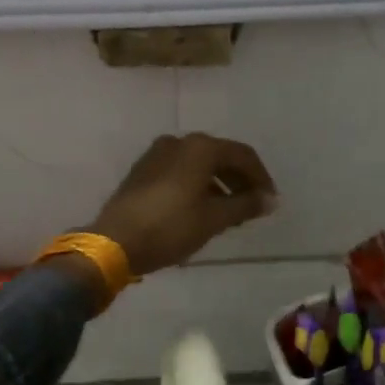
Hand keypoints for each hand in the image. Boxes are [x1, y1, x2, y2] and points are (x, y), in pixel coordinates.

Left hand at [87, 134, 277, 275]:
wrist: (114, 242)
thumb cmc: (170, 227)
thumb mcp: (214, 219)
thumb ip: (245, 205)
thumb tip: (270, 199)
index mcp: (200, 147)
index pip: (242, 155)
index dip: (261, 178)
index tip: (270, 201)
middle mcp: (178, 142)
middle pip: (220, 156)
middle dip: (239, 180)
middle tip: (252, 206)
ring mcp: (156, 154)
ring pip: (199, 164)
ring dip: (218, 184)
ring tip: (229, 213)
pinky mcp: (142, 170)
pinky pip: (180, 171)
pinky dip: (197, 185)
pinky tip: (202, 209)